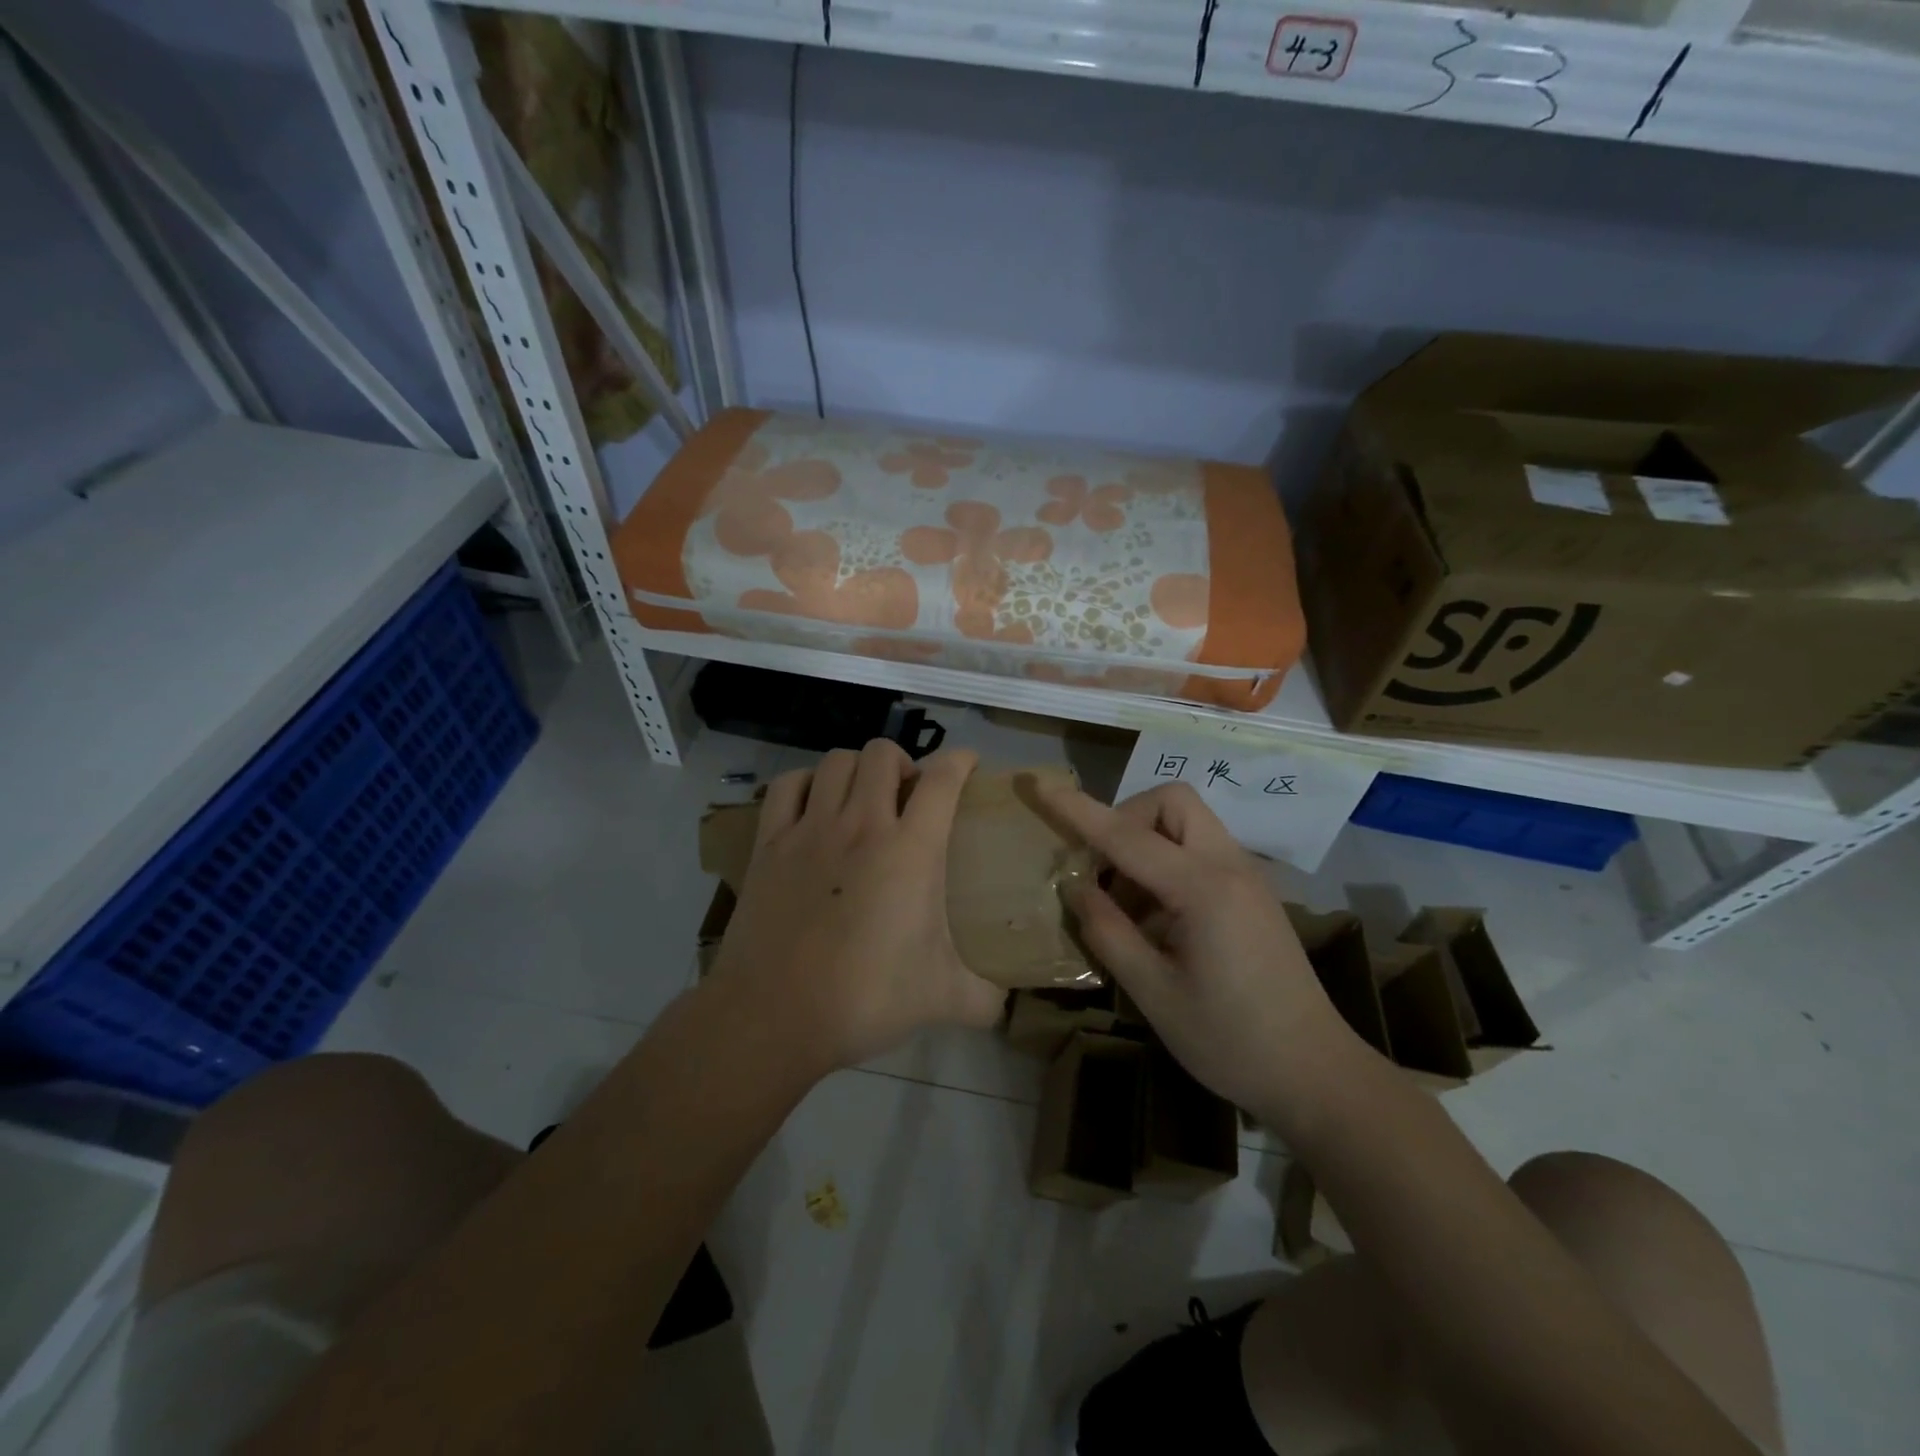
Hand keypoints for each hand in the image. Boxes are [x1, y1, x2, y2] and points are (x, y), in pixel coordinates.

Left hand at [711, 740, 1004, 1072]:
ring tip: (863, 796)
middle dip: (903, 762)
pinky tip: (815, 803)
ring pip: (835, 761)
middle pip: (882, 754)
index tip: (967, 764)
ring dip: (857, 769)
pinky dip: (805, 782)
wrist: (774, 1017)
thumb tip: (1006, 999)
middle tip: (908, 795)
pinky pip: (786, 786)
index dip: (959, 760)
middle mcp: (861, 825)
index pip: (942, 779)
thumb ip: (985, 997)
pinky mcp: (768, 844)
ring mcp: (809, 830)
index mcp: (910, 851)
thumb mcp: (943, 1000)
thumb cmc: (866, 1000)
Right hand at [1036, 780, 1365, 1122]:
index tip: (1039, 784)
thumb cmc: (1230, 1041)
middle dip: (1127, 818)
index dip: (1078, 810)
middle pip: (1172, 802)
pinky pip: (1201, 850)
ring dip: (1146, 843)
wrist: (1315, 1073)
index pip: (1127, 835)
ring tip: (1124, 905)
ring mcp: (1247, 876)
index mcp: (1204, 889)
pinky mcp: (1252, 893)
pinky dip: (1167, 862)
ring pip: (1188, 823)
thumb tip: (1076, 888)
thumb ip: (1108, 932)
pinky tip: (1156, 919)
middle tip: (1102, 869)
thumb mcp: (1154, 993)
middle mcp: (1230, 866)